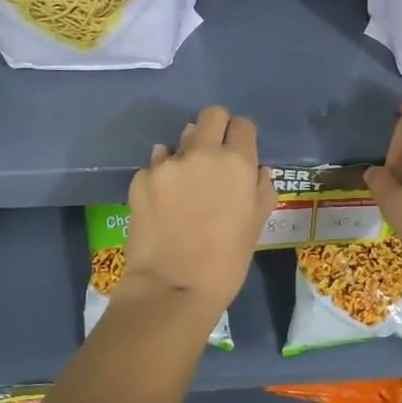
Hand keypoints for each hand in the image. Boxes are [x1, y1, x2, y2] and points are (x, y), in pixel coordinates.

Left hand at [122, 105, 274, 314]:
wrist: (173, 287)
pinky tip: (164, 201)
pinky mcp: (140, 178)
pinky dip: (163, 176)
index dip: (242, 136)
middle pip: (211, 115)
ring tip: (186, 184)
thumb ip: (260, 190)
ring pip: (180, 140)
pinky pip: (156, 165)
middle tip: (215, 157)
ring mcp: (167, 164)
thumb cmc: (227, 262)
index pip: (242, 125)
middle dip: (216, 128)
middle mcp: (202, 153)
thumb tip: (257, 171)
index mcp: (237, 162)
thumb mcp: (256, 226)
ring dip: (187, 153)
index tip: (240, 153)